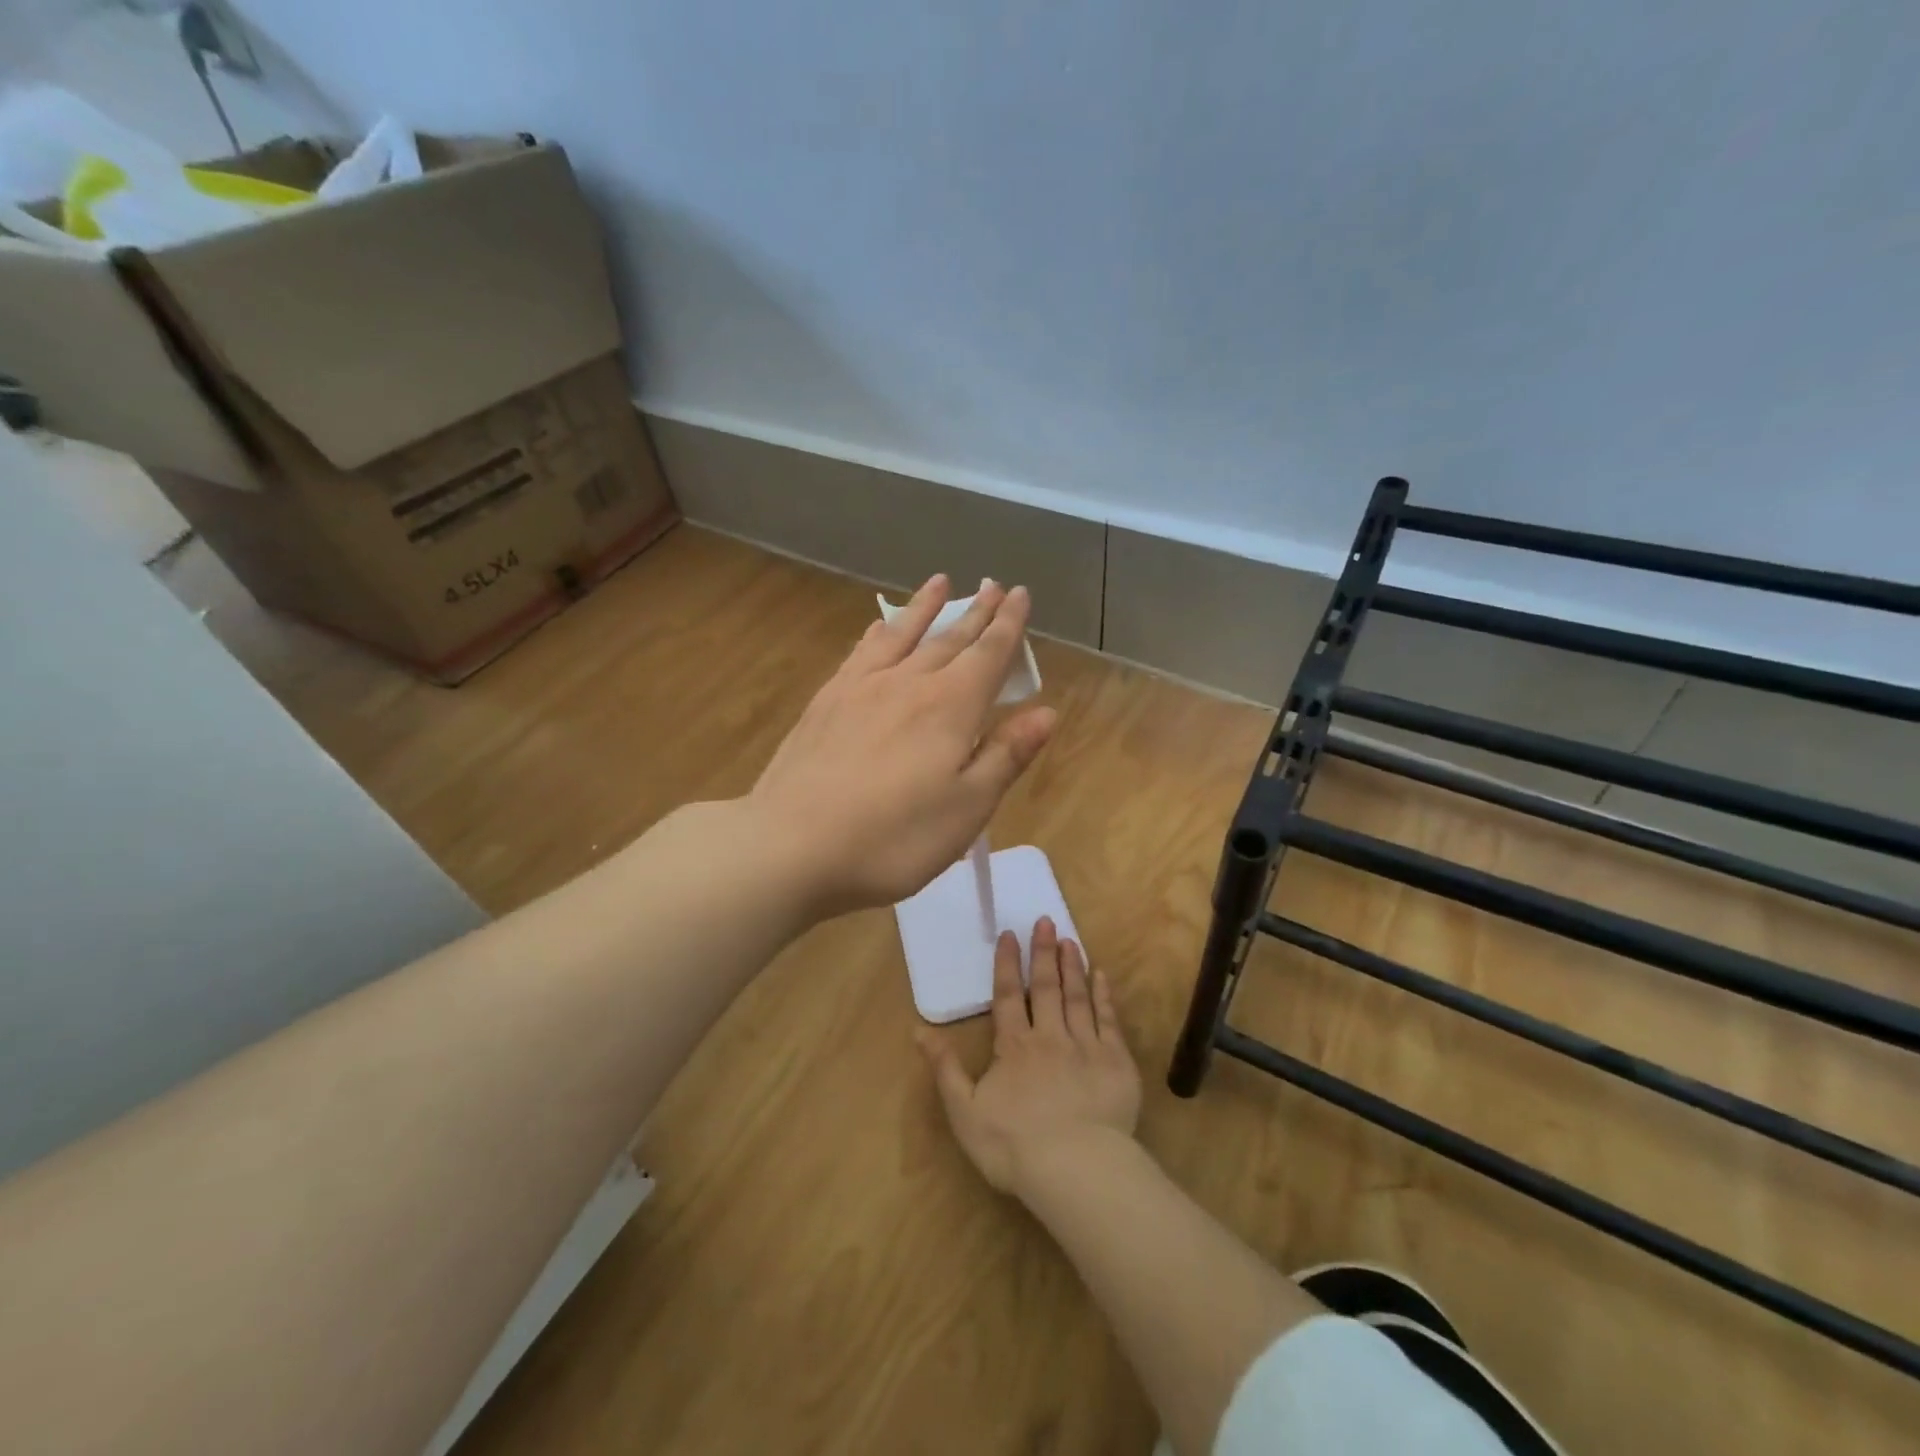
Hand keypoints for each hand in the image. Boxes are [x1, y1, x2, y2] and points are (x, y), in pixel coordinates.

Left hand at [750, 575, 1056, 917]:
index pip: (989, 654)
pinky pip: (861, 653)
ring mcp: (861, 688)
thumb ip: (1006, 755)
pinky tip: (878, 626)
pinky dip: (878, 633)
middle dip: (976, 612)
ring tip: (940, 582)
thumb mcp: (966, 808)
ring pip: (903, 634)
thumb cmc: (893, 838)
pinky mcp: (826, 701)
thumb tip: (1046, 713)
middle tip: (993, 585)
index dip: (1009, 625)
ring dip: (926, 608)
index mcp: (950, 707)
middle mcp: (908, 683)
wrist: (791, 845)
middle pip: (950, 638)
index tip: (1021, 594)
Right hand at [918, 918, 1141, 1199]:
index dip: (1008, 964)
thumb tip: (919, 1030)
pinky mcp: (1116, 1061)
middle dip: (1043, 952)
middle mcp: (1050, 1035)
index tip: (1010, 934)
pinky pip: (1109, 1019)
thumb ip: (945, 1068)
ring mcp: (1086, 1045)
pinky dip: (1104, 995)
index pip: (1008, 995)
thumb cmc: (1015, 1145)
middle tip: (1046, 921)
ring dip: (1072, 966)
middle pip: (1046, 986)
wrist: (1077, 1169)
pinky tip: (1102, 976)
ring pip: (1077, 996)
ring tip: (1069, 940)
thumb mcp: (965, 1112)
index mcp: (1014, 1046)